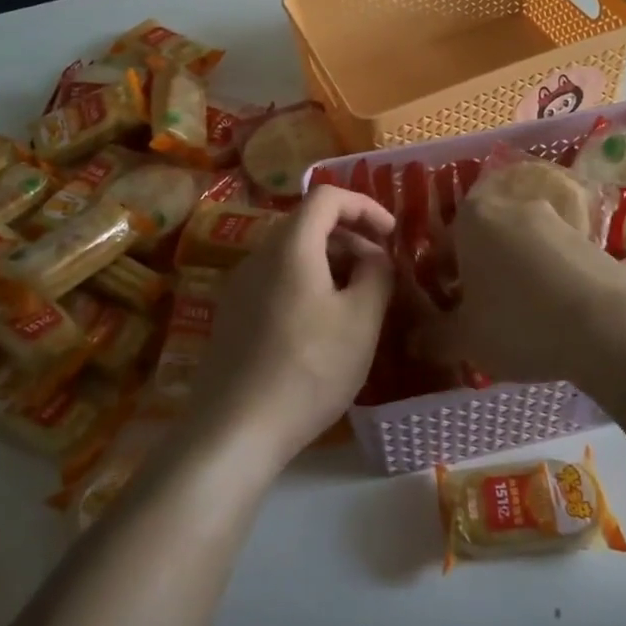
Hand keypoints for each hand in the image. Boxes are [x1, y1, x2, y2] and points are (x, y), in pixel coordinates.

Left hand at [193, 187, 395, 466]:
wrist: (234, 430)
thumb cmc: (308, 369)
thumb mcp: (361, 320)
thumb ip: (377, 274)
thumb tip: (376, 256)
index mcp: (290, 246)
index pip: (327, 196)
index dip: (365, 205)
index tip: (392, 234)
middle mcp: (259, 255)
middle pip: (308, 223)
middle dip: (351, 237)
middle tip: (381, 271)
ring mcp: (240, 286)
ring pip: (293, 254)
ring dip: (331, 263)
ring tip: (358, 300)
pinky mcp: (233, 315)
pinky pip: (277, 280)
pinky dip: (308, 283)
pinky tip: (323, 326)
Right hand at [419, 192, 625, 388]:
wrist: (609, 326)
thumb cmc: (518, 323)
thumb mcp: (465, 339)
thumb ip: (433, 337)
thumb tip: (413, 341)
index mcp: (472, 218)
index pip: (440, 245)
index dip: (438, 279)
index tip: (446, 310)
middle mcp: (511, 205)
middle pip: (482, 241)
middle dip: (476, 273)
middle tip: (479, 315)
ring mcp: (555, 218)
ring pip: (519, 247)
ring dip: (513, 275)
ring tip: (519, 320)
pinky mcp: (590, 237)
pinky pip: (553, 258)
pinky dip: (546, 279)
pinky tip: (553, 316)